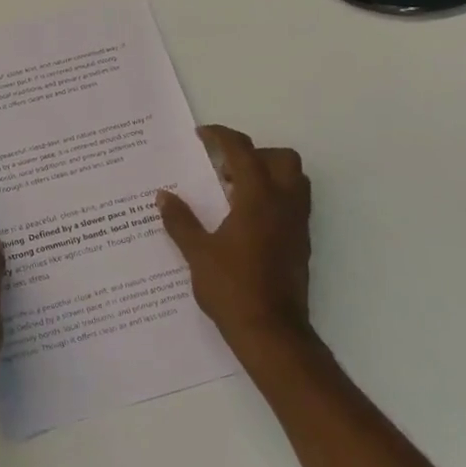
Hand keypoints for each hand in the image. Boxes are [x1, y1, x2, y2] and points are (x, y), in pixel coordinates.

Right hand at [157, 125, 319, 380]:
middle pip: (281, 158)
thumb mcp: (197, 253)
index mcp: (258, 199)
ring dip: (268, 173)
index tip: (202, 134)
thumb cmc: (231, 289)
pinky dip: (274, 196)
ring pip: (294, 179)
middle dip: (254, 153)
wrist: (271, 332)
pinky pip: (294, 202)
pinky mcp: (301, 242)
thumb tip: (163, 196)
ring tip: (235, 189)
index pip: (243, 151)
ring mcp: (298, 223)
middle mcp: (284, 204)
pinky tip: (245, 217)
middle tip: (224, 167)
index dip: (221, 137)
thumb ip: (180, 220)